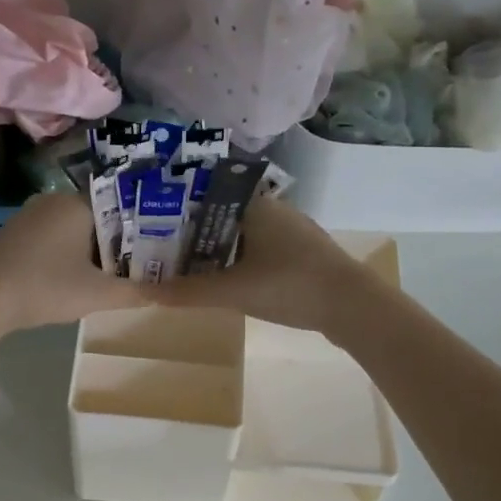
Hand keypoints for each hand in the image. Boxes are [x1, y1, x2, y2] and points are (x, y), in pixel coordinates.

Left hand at [0, 193, 147, 332]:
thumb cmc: (45, 286)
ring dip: (93, 250)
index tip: (160, 244)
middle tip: (143, 263)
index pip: (121, 206)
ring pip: (74, 229)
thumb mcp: (97, 294)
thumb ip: (135, 293)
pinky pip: (53, 238)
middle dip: (119, 241)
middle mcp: (53, 201)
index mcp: (77, 204)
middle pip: (98, 218)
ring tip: (115, 273)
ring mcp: (29, 217)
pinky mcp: (14, 235)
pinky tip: (76, 277)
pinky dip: (68, 254)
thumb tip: (168, 295)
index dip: (143, 226)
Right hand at [150, 196, 369, 334]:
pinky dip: (237, 259)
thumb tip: (145, 293)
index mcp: (254, 206)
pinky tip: (225, 278)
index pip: (206, 193)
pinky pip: (259, 249)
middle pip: (222, 215)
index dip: (177, 205)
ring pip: (242, 233)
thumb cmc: (290, 285)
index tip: (151, 220)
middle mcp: (272, 210)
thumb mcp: (233, 291)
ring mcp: (291, 232)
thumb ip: (189, 291)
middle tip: (160, 247)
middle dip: (192, 231)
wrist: (354, 306)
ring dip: (215, 247)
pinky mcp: (302, 254)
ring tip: (185, 264)